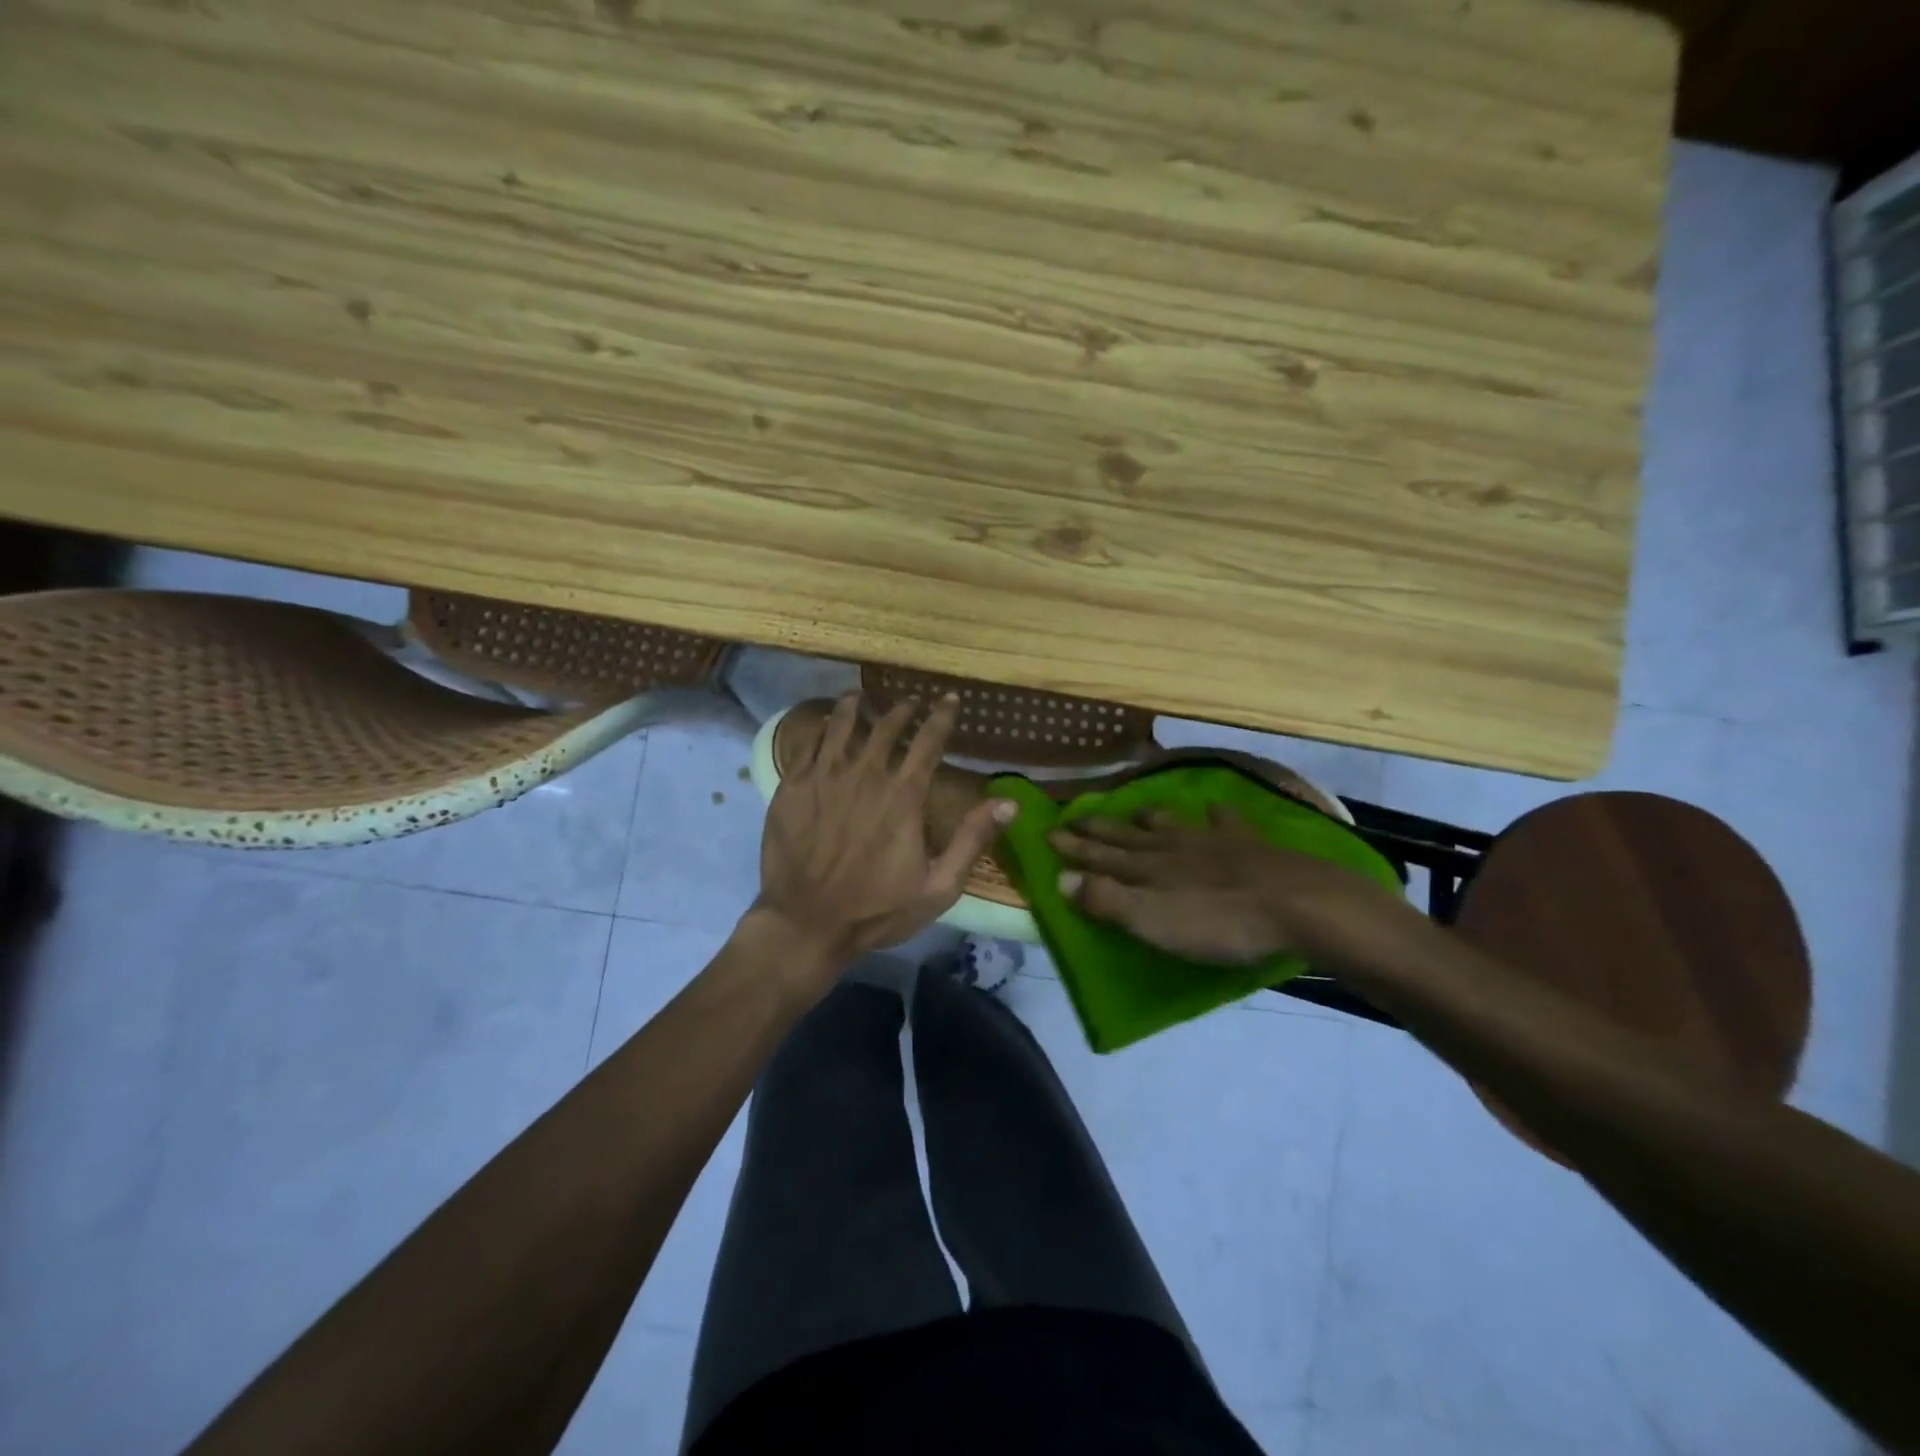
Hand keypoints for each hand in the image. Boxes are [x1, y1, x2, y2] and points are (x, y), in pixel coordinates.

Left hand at [754, 692, 1015, 984]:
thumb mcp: (938, 887)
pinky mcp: (793, 786)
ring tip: (861, 697)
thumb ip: (973, 840)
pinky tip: (826, 724)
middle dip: (902, 709)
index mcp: (903, 795)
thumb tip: (1009, 802)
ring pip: (843, 725)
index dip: (942, 716)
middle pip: (887, 727)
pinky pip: (809, 743)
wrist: (805, 923)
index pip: (929, 741)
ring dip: (856, 707)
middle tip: (909, 702)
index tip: (949, 699)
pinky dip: (822, 727)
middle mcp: (865, 774)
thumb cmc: (876, 909)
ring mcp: (824, 777)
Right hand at [1050, 807, 1418, 970]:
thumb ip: (1107, 900)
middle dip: (1099, 830)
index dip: (1074, 847)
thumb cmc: (1219, 922)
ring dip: (1149, 819)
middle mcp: (1173, 848)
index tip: (1048, 833)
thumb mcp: (1153, 921)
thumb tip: (1060, 879)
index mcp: (1147, 869)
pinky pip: (1226, 823)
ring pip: (1171, 825)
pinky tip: (1214, 808)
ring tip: (1136, 811)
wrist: (1296, 903)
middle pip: (1128, 837)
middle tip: (1076, 817)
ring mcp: (1212, 842)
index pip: (1100, 856)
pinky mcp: (1249, 845)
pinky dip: (1216, 815)